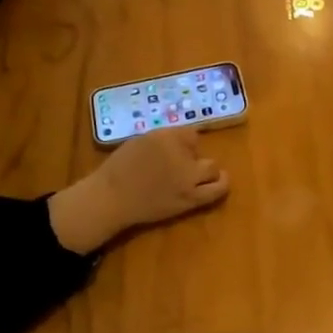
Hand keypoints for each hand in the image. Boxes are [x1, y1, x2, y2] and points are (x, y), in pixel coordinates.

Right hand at [47, 130, 228, 253]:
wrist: (112, 198)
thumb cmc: (119, 169)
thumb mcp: (140, 141)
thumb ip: (163, 140)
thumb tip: (181, 143)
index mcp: (165, 137)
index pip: (191, 134)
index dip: (186, 141)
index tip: (179, 148)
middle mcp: (181, 155)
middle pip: (200, 150)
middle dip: (193, 155)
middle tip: (183, 164)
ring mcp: (188, 178)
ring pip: (213, 169)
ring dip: (209, 170)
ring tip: (205, 174)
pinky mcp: (191, 198)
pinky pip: (216, 190)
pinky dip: (220, 184)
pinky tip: (221, 182)